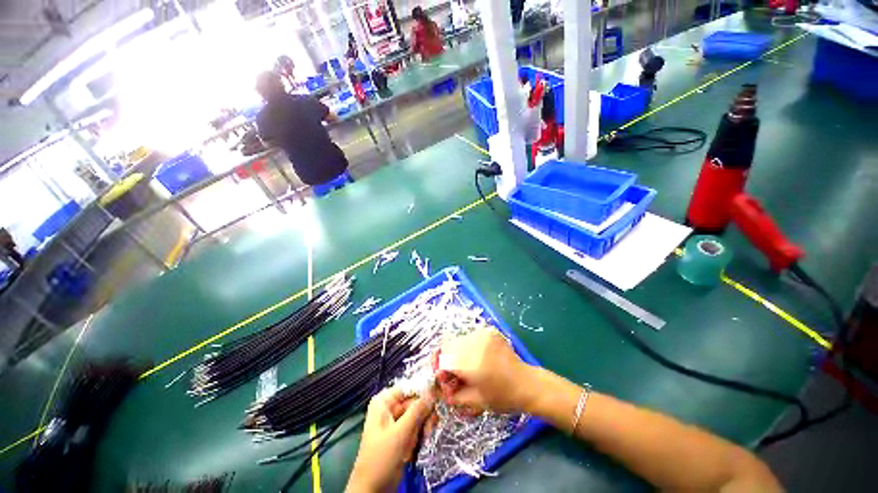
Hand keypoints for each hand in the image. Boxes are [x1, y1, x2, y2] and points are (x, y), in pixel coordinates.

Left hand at [346, 388, 433, 492]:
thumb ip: (417, 410)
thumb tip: (432, 391)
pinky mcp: (401, 435)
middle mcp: (391, 407)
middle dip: (424, 416)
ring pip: (419, 415)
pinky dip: (419, 436)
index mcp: (385, 401)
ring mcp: (396, 421)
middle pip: (416, 401)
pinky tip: (416, 448)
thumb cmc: (381, 459)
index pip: (409, 387)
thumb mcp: (400, 433)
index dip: (424, 391)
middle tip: (430, 429)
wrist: (372, 491)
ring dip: (423, 428)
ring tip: (423, 441)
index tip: (439, 397)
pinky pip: (416, 428)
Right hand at [434, 328, 536, 413]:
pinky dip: (468, 346)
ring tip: (466, 364)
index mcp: (471, 363)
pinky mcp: (489, 331)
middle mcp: (475, 344)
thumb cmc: (503, 398)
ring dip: (457, 351)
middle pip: (447, 344)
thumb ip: (453, 394)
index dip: (439, 368)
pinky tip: (477, 357)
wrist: (528, 384)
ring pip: (458, 338)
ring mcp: (483, 334)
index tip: (444, 377)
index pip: (443, 358)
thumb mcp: (475, 402)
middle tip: (453, 372)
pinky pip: (470, 336)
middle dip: (446, 358)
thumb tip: (439, 388)